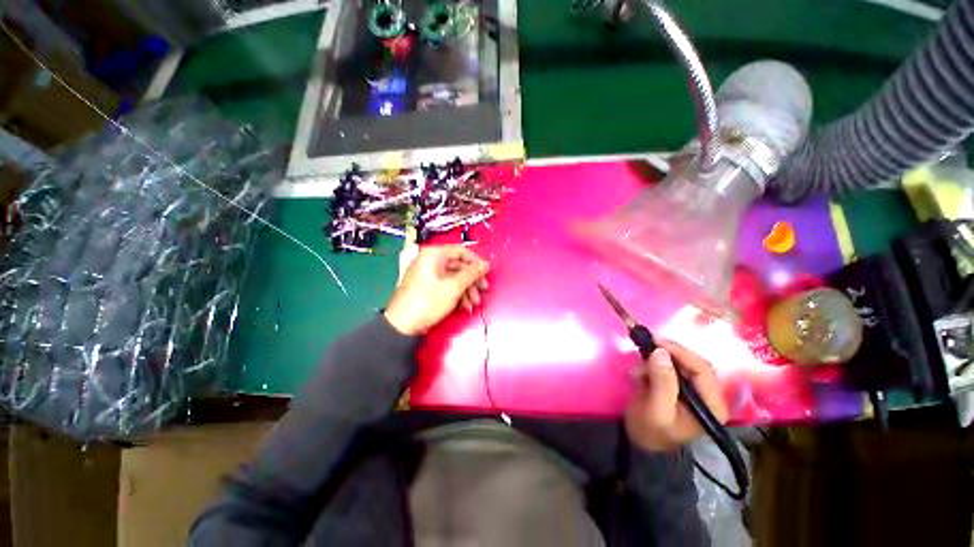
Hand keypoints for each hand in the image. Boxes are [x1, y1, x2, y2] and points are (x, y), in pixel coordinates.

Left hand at [384, 245, 489, 335]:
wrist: (402, 325)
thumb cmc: (425, 303)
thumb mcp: (453, 287)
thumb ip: (471, 274)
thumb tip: (485, 265)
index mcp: (433, 255)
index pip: (461, 251)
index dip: (476, 262)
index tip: (485, 273)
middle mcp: (430, 261)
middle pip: (459, 265)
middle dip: (472, 280)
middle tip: (482, 290)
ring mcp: (428, 274)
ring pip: (454, 277)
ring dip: (467, 289)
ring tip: (474, 302)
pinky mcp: (428, 286)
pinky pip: (447, 284)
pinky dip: (457, 293)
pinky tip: (464, 305)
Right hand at [624, 340, 727, 452]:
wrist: (641, 444)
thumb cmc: (651, 431)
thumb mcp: (656, 409)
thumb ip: (662, 382)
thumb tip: (660, 352)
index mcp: (712, 405)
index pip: (702, 369)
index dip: (681, 353)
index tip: (656, 342)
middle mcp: (708, 396)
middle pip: (692, 364)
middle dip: (667, 356)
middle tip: (645, 349)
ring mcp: (694, 391)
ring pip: (679, 364)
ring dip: (657, 362)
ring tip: (639, 371)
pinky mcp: (679, 388)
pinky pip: (669, 368)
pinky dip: (653, 366)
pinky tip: (641, 374)